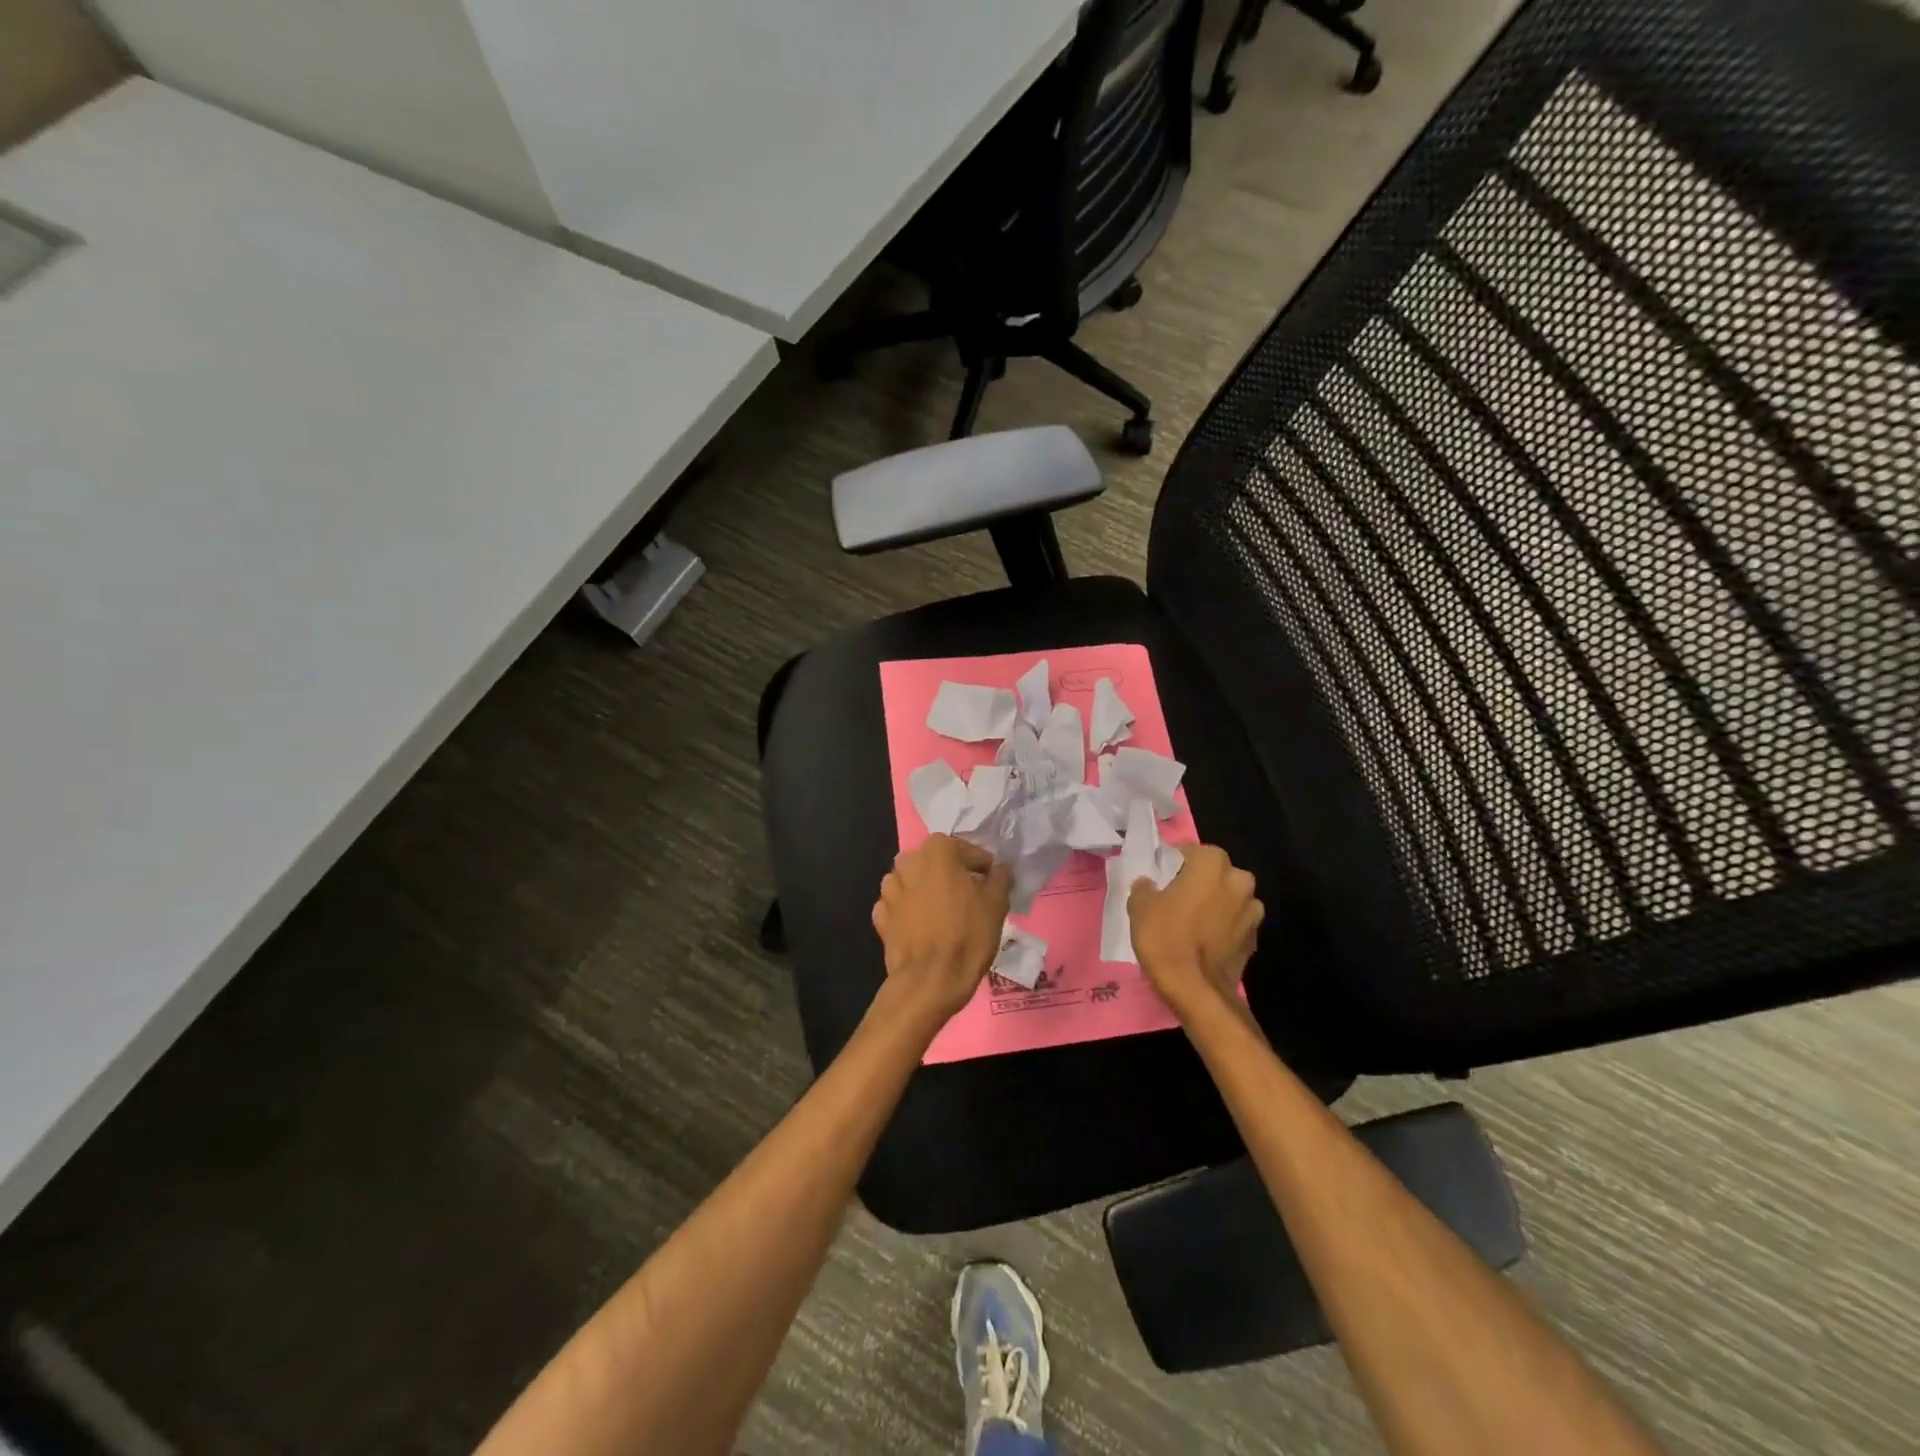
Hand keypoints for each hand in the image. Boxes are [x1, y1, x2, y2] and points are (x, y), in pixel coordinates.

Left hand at [871, 834, 1012, 1025]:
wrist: (931, 979)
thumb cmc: (968, 935)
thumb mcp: (997, 904)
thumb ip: (1000, 878)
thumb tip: (1000, 869)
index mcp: (937, 852)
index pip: (965, 849)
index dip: (981, 865)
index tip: (991, 881)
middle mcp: (908, 862)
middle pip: (934, 862)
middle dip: (949, 874)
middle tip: (968, 895)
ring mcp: (890, 890)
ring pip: (912, 881)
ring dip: (925, 889)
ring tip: (942, 911)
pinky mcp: (881, 916)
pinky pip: (897, 905)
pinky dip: (908, 910)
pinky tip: (921, 926)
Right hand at [1128, 844, 1263, 1019]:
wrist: (1197, 990)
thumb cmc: (1166, 938)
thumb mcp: (1140, 906)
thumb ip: (1144, 886)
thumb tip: (1148, 882)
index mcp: (1212, 863)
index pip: (1190, 852)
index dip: (1173, 864)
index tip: (1160, 879)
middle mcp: (1239, 879)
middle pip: (1214, 873)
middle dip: (1199, 882)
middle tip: (1176, 899)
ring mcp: (1252, 910)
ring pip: (1228, 897)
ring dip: (1214, 904)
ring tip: (1192, 922)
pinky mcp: (1255, 938)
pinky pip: (1235, 922)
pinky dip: (1223, 927)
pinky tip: (1205, 941)